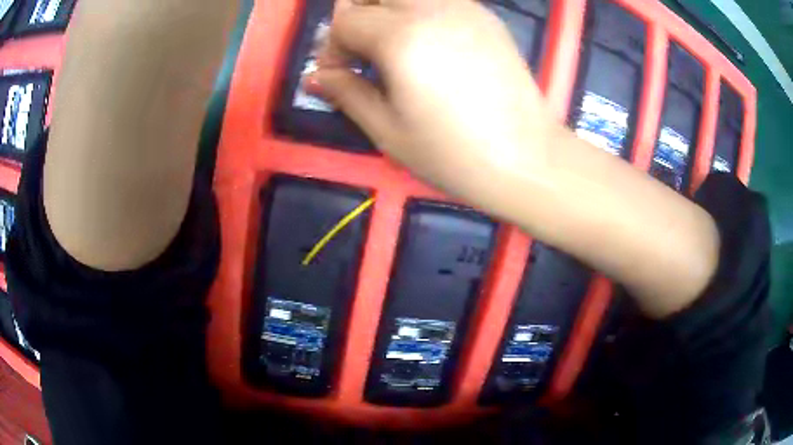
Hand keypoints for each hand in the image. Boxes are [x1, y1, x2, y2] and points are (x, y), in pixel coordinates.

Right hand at [313, 0, 558, 201]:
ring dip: (387, 11)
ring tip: (392, 47)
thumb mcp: (388, 130)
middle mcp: (433, 9)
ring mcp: (466, 8)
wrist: (527, 159)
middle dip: (357, 16)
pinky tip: (428, 42)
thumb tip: (315, 77)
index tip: (337, 76)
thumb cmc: (454, 154)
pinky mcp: (487, 18)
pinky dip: (420, 10)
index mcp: (402, 37)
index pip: (346, 20)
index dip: (332, 47)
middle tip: (360, 52)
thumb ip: (347, 93)